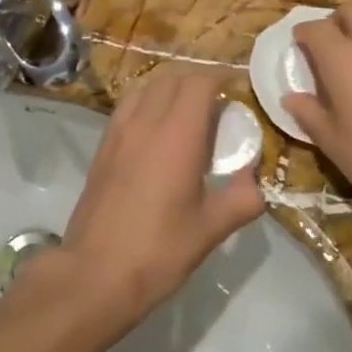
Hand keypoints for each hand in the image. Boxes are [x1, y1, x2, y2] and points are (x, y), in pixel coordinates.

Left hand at [39, 68, 264, 325]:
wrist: (96, 273)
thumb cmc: (159, 250)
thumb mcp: (211, 229)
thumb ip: (242, 198)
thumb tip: (255, 182)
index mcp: (176, 136)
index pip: (198, 83)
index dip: (220, 78)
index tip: (237, 91)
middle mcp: (144, 123)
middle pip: (171, 79)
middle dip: (197, 81)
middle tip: (218, 105)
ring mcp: (117, 133)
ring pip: (145, 89)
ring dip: (169, 90)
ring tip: (187, 115)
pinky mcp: (101, 148)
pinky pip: (127, 109)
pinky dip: (146, 105)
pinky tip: (157, 135)